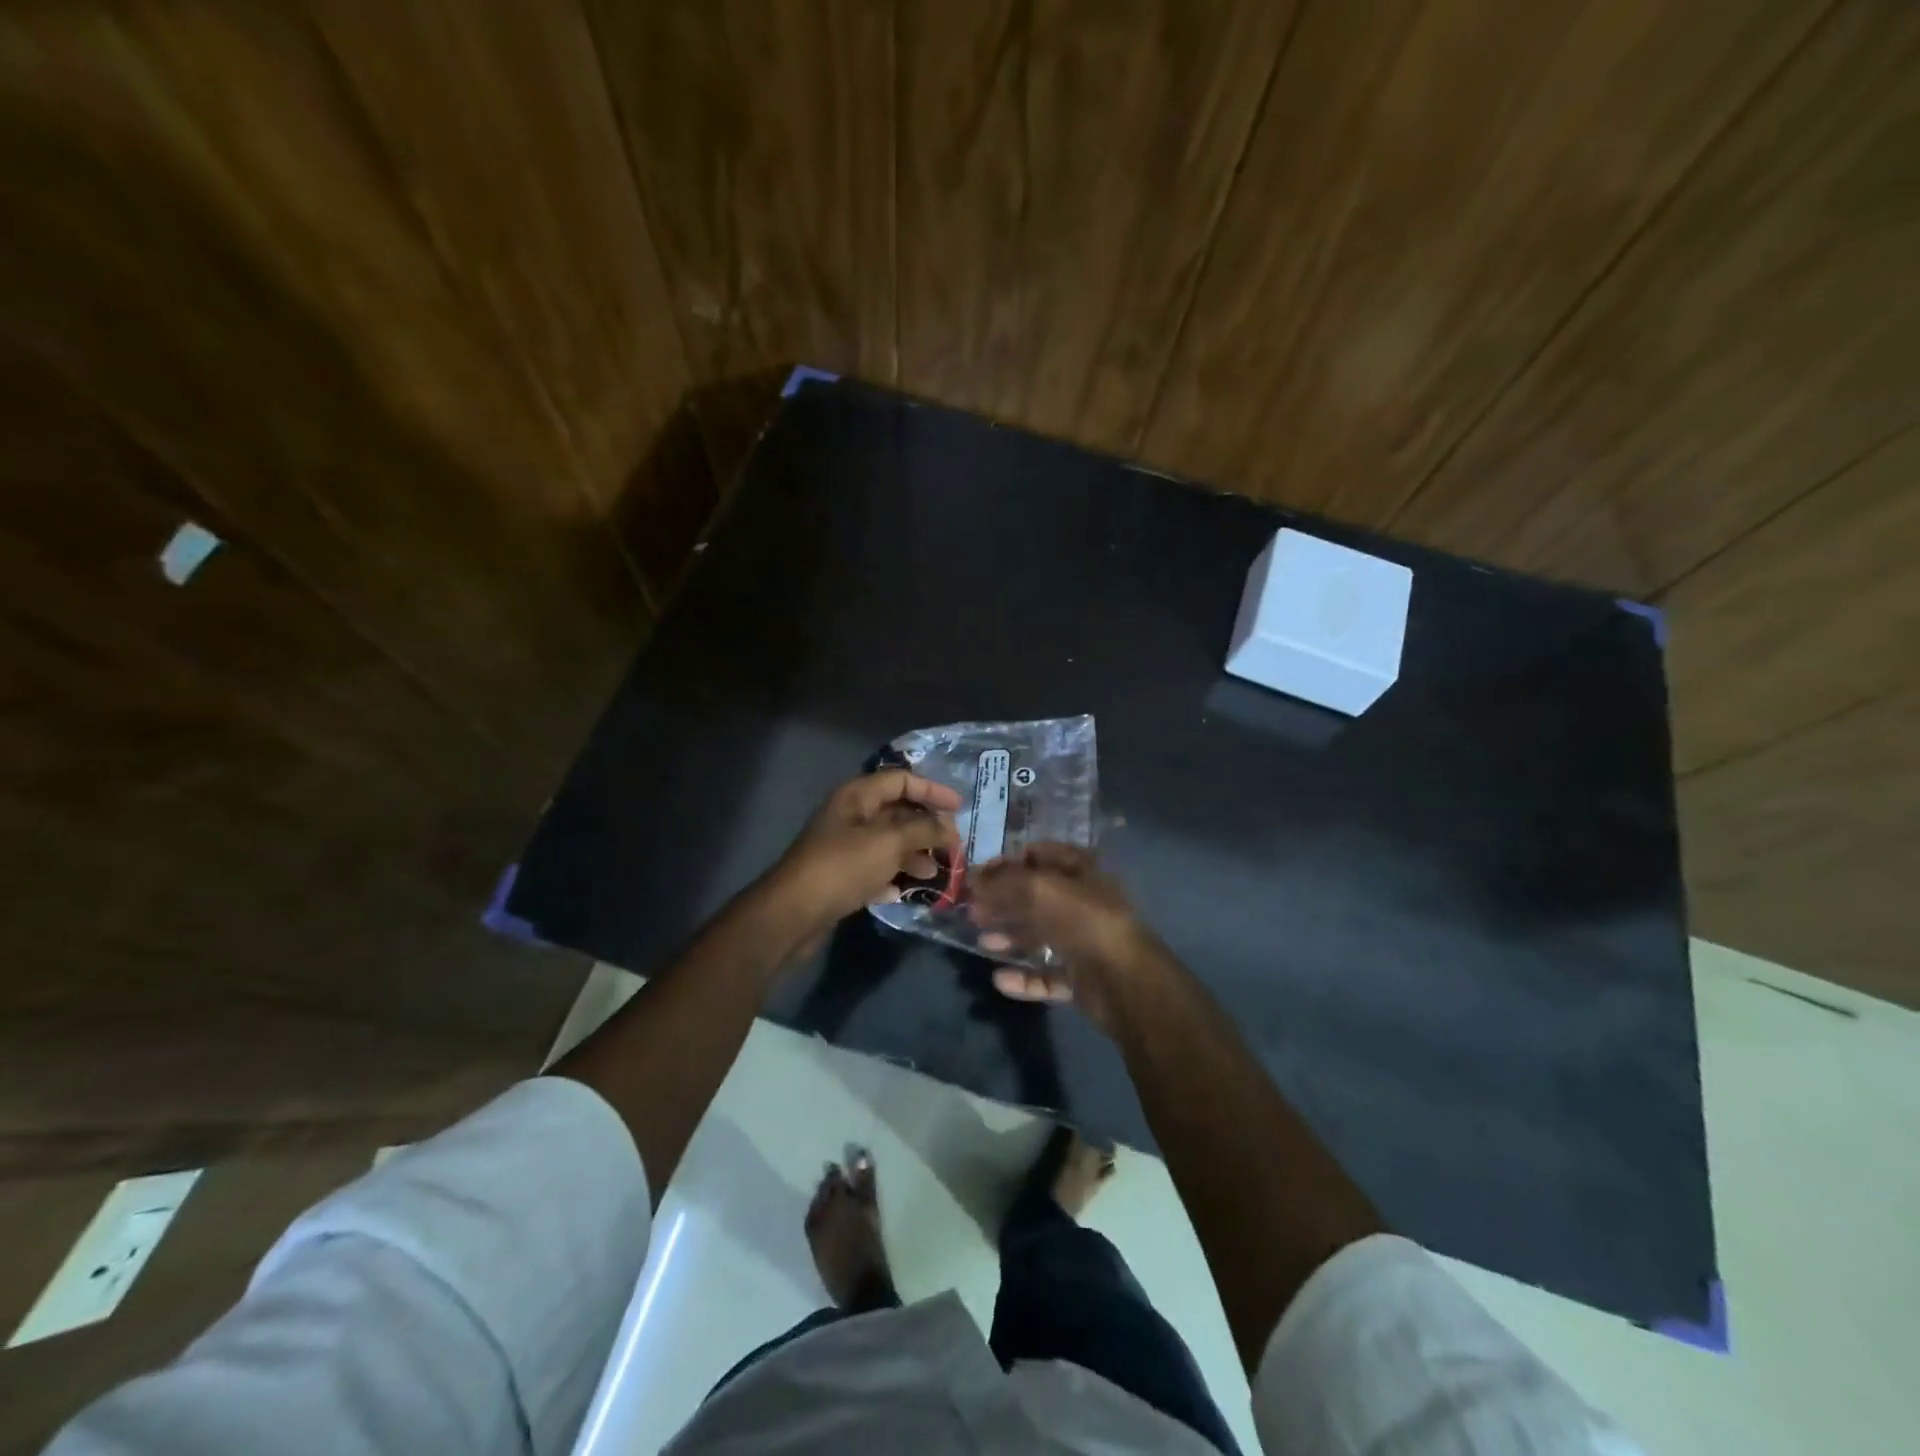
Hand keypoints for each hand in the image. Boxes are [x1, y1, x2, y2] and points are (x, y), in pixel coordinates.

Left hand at [761, 770, 962, 952]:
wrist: (793, 913)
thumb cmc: (843, 867)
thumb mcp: (890, 842)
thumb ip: (924, 830)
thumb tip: (949, 827)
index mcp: (857, 796)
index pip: (901, 780)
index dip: (932, 790)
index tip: (959, 808)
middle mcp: (849, 816)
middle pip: (896, 812)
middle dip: (926, 827)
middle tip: (953, 845)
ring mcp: (843, 847)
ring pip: (887, 843)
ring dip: (913, 855)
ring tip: (935, 873)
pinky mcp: (839, 876)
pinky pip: (874, 869)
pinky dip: (891, 876)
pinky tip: (904, 892)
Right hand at [969, 844, 1163, 1031]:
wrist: (1124, 980)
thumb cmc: (1082, 921)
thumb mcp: (1037, 889)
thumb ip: (1003, 882)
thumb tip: (974, 878)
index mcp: (1081, 870)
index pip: (1040, 854)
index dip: (1008, 862)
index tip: (978, 876)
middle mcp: (1084, 901)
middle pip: (1036, 897)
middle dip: (1003, 901)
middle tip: (973, 910)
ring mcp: (1085, 940)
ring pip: (1041, 935)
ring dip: (1010, 937)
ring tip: (983, 942)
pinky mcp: (1083, 976)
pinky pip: (1048, 974)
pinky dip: (1025, 977)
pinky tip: (1001, 979)